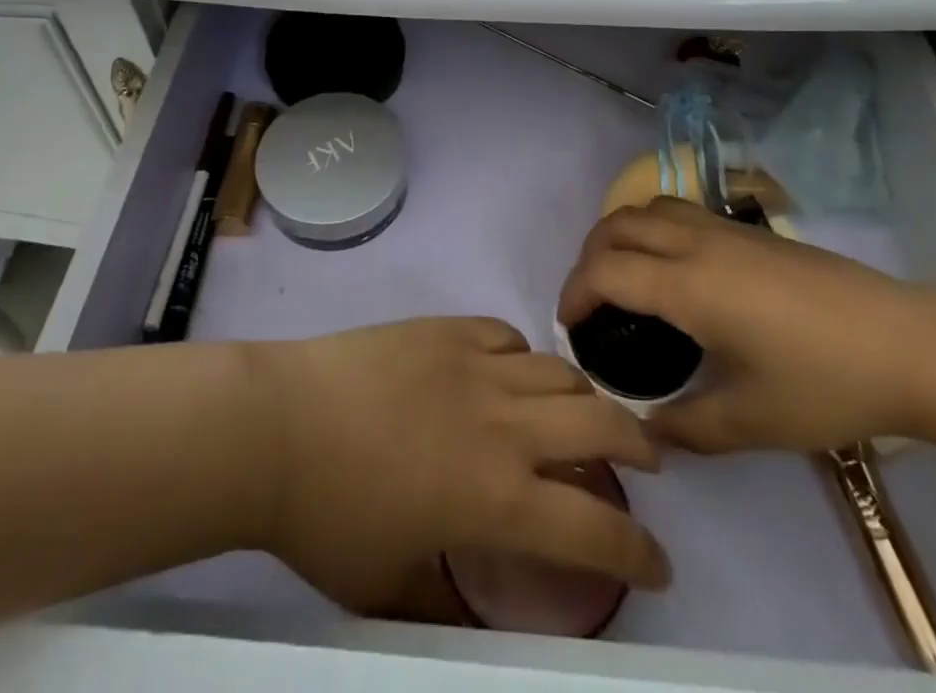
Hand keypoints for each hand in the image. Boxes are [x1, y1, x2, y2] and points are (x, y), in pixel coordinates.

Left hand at [247, 319, 669, 614]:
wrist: (278, 425)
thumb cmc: (327, 517)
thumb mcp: (387, 586)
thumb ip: (439, 600)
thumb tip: (468, 607)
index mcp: (497, 499)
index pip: (596, 533)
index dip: (639, 554)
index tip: (658, 563)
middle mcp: (503, 426)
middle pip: (601, 426)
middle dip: (638, 447)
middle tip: (644, 463)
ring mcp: (476, 365)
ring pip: (560, 373)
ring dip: (584, 399)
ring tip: (581, 415)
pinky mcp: (446, 328)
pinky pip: (507, 336)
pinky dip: (524, 358)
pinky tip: (511, 372)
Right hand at [558, 199, 935, 453]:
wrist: (910, 345)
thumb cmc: (826, 384)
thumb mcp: (752, 422)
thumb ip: (687, 427)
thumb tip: (644, 431)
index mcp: (688, 286)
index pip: (605, 271)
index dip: (574, 294)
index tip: (568, 327)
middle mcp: (696, 243)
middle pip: (617, 226)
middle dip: (587, 258)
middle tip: (588, 302)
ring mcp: (725, 230)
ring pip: (647, 209)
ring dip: (619, 235)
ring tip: (621, 277)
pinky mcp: (749, 231)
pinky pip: (677, 212)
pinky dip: (651, 229)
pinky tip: (673, 269)